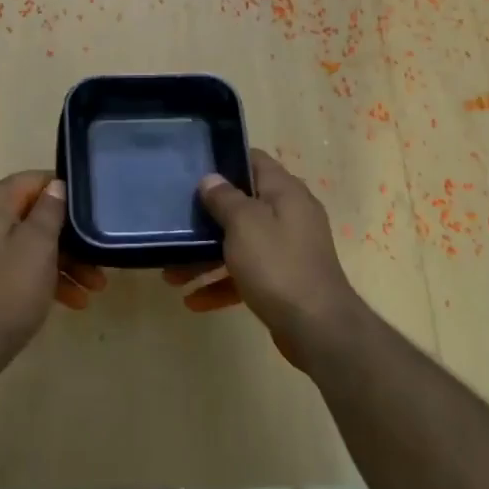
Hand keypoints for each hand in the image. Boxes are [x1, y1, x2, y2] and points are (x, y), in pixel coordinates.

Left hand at [0, 171, 106, 378]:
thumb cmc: (5, 293)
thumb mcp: (38, 247)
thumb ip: (50, 211)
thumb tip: (56, 186)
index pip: (35, 181)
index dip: (68, 196)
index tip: (95, 217)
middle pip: (31, 214)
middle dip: (68, 240)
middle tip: (100, 264)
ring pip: (24, 241)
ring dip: (59, 261)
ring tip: (93, 289)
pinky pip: (10, 260)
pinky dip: (37, 274)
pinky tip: (69, 300)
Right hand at [163, 149, 367, 366]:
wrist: (317, 328)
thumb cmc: (277, 265)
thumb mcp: (244, 224)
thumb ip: (225, 198)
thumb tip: (211, 178)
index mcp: (285, 192)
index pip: (255, 161)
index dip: (225, 161)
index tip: (194, 170)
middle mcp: (290, 215)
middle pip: (243, 205)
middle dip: (208, 217)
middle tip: (176, 223)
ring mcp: (288, 249)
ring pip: (240, 243)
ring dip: (206, 257)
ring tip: (171, 273)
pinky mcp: (283, 280)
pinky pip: (246, 274)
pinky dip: (222, 283)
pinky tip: (194, 301)